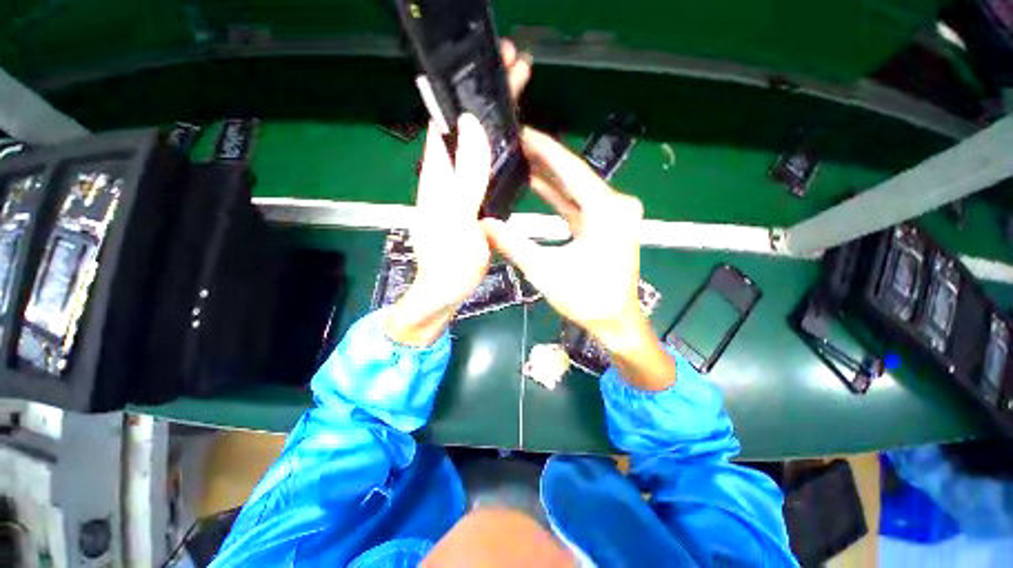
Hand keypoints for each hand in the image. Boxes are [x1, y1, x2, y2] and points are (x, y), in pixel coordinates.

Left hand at [386, 40, 530, 345]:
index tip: (495, 66)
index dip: (469, 90)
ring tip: (521, 95)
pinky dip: (500, 149)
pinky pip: (485, 167)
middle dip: (488, 96)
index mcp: (439, 174)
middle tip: (518, 69)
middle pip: (465, 125)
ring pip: (476, 144)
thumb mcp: (457, 219)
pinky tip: (516, 142)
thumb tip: (472, 125)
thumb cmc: (449, 261)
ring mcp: (460, 188)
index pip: (449, 119)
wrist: (445, 290)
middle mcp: (447, 174)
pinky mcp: (471, 201)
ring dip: (496, 118)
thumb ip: (465, 177)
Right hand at [481, 128, 675, 388]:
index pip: (572, 170)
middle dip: (546, 160)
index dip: (546, 150)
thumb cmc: (585, 298)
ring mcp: (614, 215)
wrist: (615, 321)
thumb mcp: (545, 270)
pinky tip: (539, 185)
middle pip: (576, 175)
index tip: (523, 132)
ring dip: (551, 177)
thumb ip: (514, 245)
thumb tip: (484, 225)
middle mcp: (615, 205)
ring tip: (522, 159)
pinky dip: (560, 196)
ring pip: (577, 189)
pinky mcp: (608, 225)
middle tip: (516, 144)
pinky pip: (580, 204)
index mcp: (606, 211)